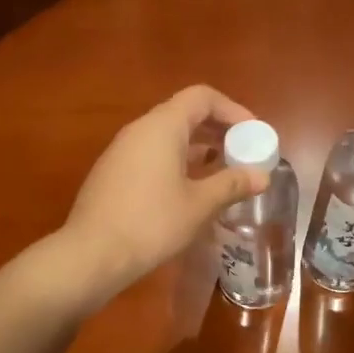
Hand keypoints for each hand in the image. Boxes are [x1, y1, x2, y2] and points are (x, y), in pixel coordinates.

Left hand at [59, 86, 268, 297]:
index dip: (233, 110)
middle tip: (243, 152)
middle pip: (184, 114)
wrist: (91, 255)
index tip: (253, 134)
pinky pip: (152, 155)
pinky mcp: (113, 174)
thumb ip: (232, 184)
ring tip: (222, 171)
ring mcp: (121, 151)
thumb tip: (262, 176)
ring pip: (167, 136)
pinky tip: (190, 190)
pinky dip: (177, 162)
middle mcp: (139, 130)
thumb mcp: (199, 205)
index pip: (202, 97)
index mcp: (162, 127)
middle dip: (218, 129)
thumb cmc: (151, 223)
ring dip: (198, 148)